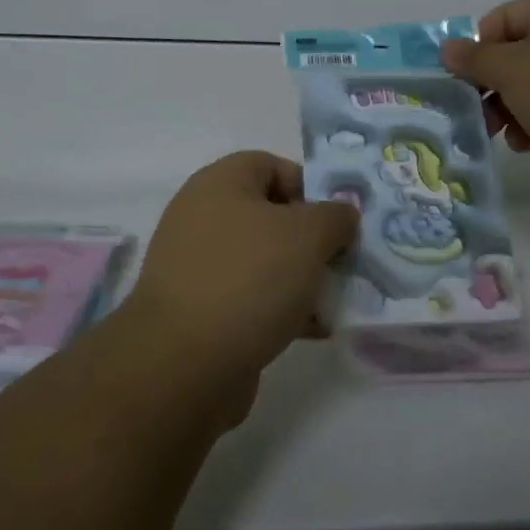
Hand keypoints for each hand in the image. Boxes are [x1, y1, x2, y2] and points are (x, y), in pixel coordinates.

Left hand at [121, 151, 358, 407]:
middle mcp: (203, 217)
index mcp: (220, 184)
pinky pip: (251, 298)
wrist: (184, 363)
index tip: (339, 219)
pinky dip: (282, 308)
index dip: (310, 186)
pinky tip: (313, 330)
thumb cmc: (249, 278)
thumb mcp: (307, 236)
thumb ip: (334, 216)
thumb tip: (341, 213)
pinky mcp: (201, 310)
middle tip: (344, 261)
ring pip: (265, 260)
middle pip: (271, 216)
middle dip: (313, 238)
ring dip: (302, 277)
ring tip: (336, 300)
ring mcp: (199, 266)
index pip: (272, 166)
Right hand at [440, 0, 529, 200]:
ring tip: (497, 131)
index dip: (478, 46)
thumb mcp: (511, 68)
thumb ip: (474, 58)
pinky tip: (526, 144)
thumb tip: (446, 48)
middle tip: (473, 108)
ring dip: (507, 109)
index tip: (462, 77)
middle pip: (516, 55)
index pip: (503, 18)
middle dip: (490, 84)